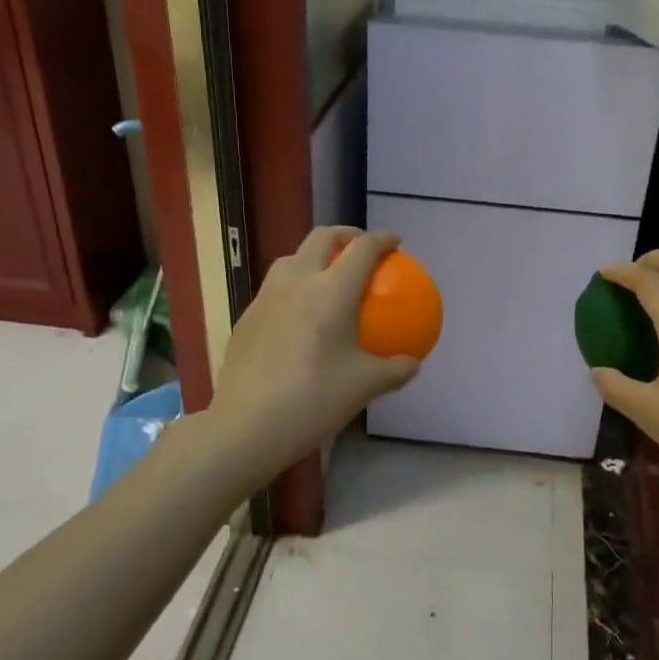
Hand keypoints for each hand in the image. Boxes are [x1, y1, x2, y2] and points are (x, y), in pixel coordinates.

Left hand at [207, 227, 420, 475]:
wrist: (247, 425)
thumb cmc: (314, 399)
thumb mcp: (365, 386)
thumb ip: (394, 370)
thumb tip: (412, 363)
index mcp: (332, 290)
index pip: (363, 248)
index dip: (383, 239)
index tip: (396, 243)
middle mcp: (297, 281)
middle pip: (322, 238)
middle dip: (346, 234)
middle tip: (361, 248)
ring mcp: (266, 297)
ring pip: (291, 258)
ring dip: (314, 256)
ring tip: (327, 275)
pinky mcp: (246, 317)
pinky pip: (274, 288)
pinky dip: (293, 286)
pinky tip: (298, 314)